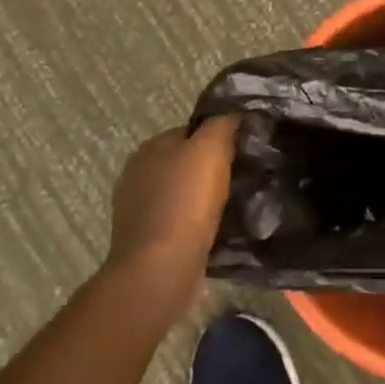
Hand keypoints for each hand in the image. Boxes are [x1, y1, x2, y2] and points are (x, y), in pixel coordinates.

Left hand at [104, 116, 237, 319]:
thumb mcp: (211, 148)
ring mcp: (140, 211)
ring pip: (186, 194)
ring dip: (208, 199)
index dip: (220, 136)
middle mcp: (138, 175)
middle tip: (246, 175)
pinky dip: (200, 224)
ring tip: (239, 204)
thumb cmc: (185, 202)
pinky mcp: (149, 242)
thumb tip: (234, 112)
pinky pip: (183, 223)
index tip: (245, 148)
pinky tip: (220, 229)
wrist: (161, 271)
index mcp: (149, 148)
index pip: (191, 130)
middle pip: (188, 162)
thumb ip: (222, 123)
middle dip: (214, 168)